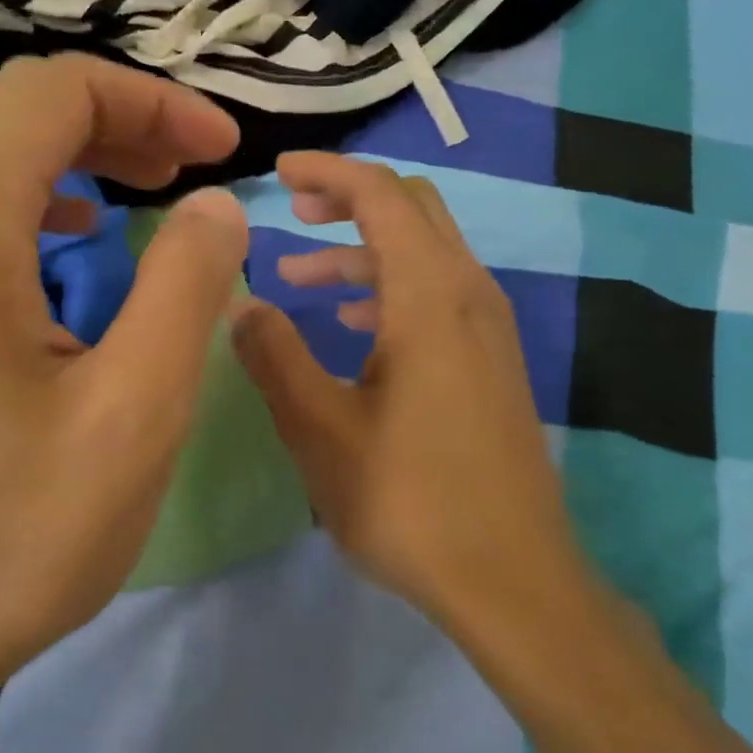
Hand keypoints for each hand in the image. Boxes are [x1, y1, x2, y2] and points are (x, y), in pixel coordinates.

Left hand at [0, 54, 246, 689]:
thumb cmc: (21, 531)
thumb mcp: (136, 408)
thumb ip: (187, 284)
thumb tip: (217, 204)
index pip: (54, 93)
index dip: (153, 101)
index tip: (226, 152)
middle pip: (23, 114)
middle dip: (127, 120)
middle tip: (205, 165)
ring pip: (5, 160)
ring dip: (92, 155)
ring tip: (162, 185)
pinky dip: (55, 200)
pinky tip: (91, 234)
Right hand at [232, 153, 583, 621]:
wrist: (513, 579)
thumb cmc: (409, 500)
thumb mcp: (320, 429)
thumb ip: (274, 356)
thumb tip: (239, 303)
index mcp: (429, 296)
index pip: (381, 196)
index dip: (328, 172)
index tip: (278, 172)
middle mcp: (470, 294)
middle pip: (412, 210)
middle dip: (349, 200)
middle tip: (292, 213)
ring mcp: (491, 329)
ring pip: (426, 254)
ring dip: (364, 252)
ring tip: (301, 279)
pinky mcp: (494, 362)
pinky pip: (441, 294)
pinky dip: (392, 287)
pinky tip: (355, 325)